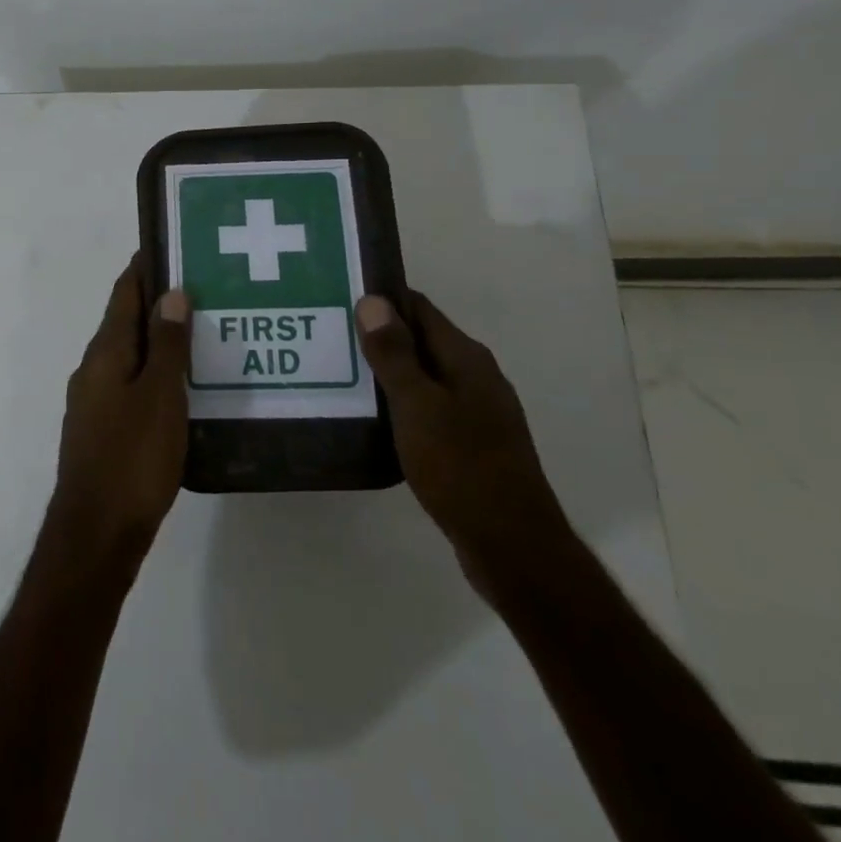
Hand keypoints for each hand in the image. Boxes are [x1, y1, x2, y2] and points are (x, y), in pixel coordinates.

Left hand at [46, 256, 190, 575]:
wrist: (98, 533)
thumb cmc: (133, 458)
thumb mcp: (160, 397)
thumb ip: (168, 345)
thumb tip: (172, 293)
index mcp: (106, 353)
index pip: (124, 293)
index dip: (145, 267)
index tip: (173, 245)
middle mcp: (94, 369)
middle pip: (126, 322)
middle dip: (159, 302)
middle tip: (205, 288)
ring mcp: (95, 401)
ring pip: (131, 356)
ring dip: (161, 340)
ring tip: (204, 332)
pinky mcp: (104, 429)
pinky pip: (133, 385)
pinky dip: (157, 374)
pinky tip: (185, 385)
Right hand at [355, 291, 571, 591]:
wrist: (512, 545)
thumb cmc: (461, 467)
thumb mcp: (418, 406)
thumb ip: (394, 354)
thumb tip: (374, 300)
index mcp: (466, 358)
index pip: (419, 308)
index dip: (382, 298)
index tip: (340, 296)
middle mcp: (475, 377)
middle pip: (421, 341)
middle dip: (378, 335)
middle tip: (328, 335)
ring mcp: (476, 412)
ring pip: (422, 377)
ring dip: (386, 372)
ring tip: (338, 373)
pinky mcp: (470, 444)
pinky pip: (427, 409)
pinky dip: (399, 404)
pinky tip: (370, 418)